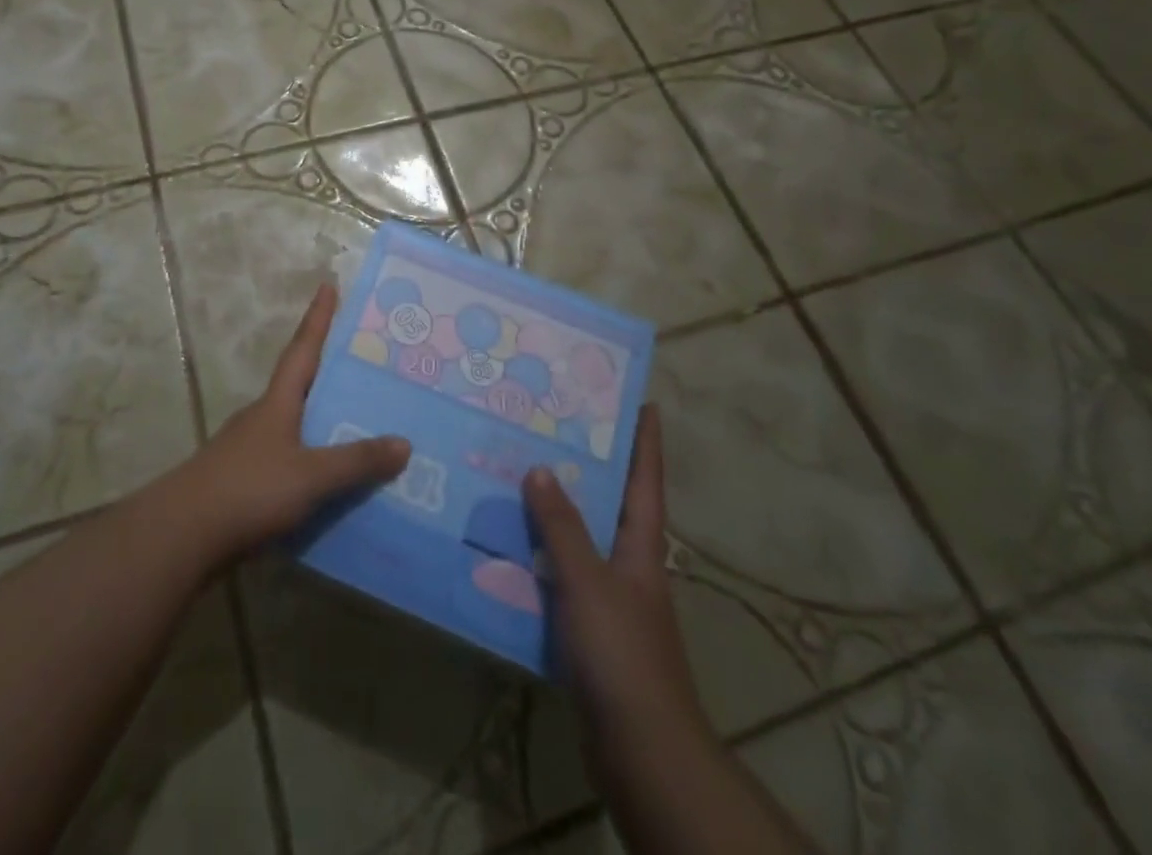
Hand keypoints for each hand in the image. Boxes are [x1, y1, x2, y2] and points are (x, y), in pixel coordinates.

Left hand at [172, 282, 410, 566]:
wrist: (182, 536)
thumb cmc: (248, 490)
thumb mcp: (310, 476)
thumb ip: (356, 461)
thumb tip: (404, 443)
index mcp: (277, 402)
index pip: (303, 349)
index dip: (317, 318)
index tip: (327, 285)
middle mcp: (262, 417)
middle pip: (299, 385)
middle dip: (327, 372)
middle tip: (364, 365)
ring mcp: (248, 450)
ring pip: (294, 426)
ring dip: (321, 422)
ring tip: (358, 426)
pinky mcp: (242, 483)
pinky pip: (288, 461)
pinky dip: (311, 462)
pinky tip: (329, 483)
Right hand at [523, 407, 710, 784]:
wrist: (641, 751)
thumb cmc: (622, 654)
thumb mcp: (588, 581)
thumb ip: (561, 527)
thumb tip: (539, 468)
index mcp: (641, 545)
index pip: (646, 479)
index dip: (645, 439)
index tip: (640, 400)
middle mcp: (629, 563)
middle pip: (610, 502)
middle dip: (587, 465)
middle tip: (550, 426)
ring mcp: (610, 597)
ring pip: (580, 538)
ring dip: (555, 510)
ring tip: (516, 473)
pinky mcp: (589, 628)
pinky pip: (560, 575)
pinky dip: (539, 555)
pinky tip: (505, 545)